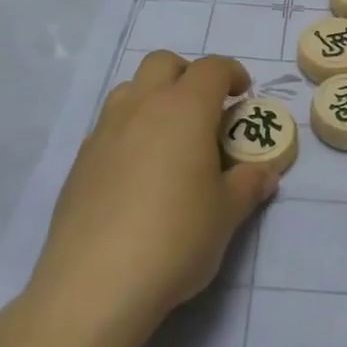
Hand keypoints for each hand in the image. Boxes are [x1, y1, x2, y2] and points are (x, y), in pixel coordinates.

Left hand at [29, 52, 277, 335]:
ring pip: (131, 89)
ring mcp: (106, 130)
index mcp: (185, 108)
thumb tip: (265, 173)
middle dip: (188, 74)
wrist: (95, 284)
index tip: (243, 95)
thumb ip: (248, 185)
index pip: (212, 68)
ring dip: (153, 97)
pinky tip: (136, 173)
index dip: (232, 74)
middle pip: (164, 63)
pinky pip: (109, 126)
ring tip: (168, 137)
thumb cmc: (176, 238)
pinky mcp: (80, 160)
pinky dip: (129, 131)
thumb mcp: (226, 214)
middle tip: (204, 109)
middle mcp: (143, 106)